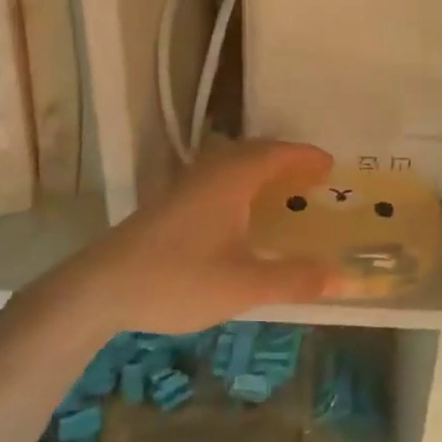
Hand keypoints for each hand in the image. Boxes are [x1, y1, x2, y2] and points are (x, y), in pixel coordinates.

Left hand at [38, 141, 335, 337]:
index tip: (331, 165)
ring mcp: (186, 185)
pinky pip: (219, 178)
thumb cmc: (177, 279)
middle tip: (312, 178)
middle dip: (287, 161)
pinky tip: (239, 213)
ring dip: (262, 171)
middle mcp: (210, 171)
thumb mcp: (243, 285)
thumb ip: (294, 279)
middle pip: (256, 153)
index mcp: (233, 178)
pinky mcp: (170, 203)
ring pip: (233, 165)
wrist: (99, 288)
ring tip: (282, 190)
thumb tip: (341, 277)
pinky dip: (242, 184)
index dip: (307, 158)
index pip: (279, 154)